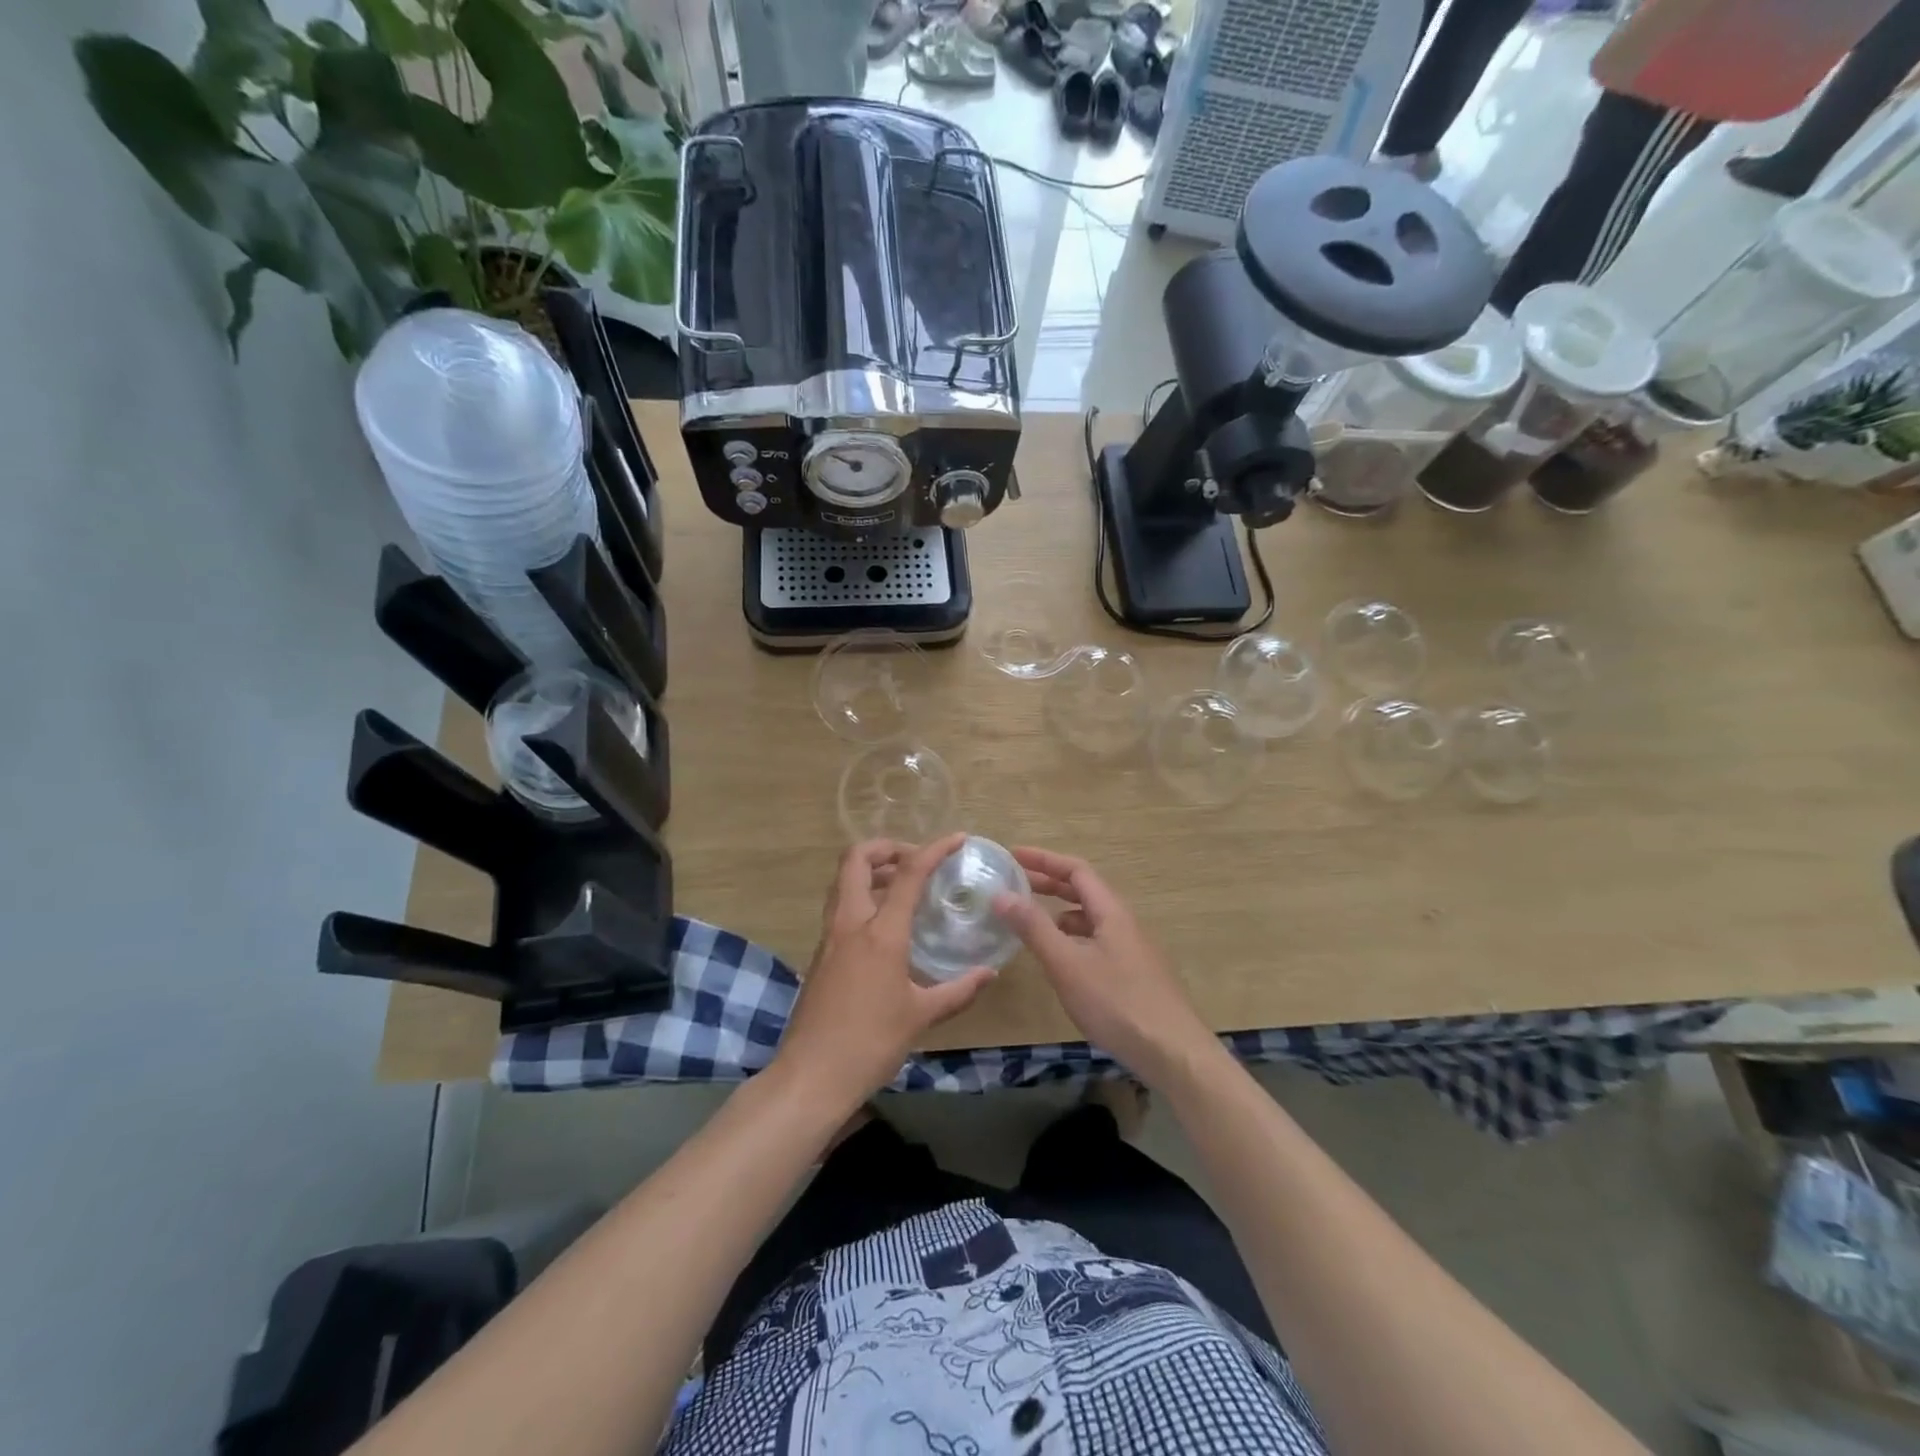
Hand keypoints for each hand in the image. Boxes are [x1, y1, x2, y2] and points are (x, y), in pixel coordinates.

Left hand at [774, 833, 995, 1115]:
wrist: (811, 1076)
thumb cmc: (870, 1043)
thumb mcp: (921, 1016)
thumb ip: (958, 990)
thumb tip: (988, 973)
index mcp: (880, 933)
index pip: (908, 874)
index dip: (934, 849)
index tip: (957, 839)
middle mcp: (850, 923)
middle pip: (856, 860)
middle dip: (886, 847)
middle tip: (915, 859)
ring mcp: (830, 937)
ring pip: (843, 881)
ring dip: (871, 870)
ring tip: (903, 885)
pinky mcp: (820, 954)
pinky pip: (840, 907)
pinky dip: (863, 897)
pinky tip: (885, 924)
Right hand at [994, 847, 1217, 1086]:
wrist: (1173, 1053)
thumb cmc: (1117, 1003)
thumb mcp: (1067, 964)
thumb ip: (1034, 928)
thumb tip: (1001, 894)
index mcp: (1111, 912)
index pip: (1076, 870)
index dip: (1044, 860)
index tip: (1013, 857)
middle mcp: (1124, 923)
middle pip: (1085, 891)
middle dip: (1049, 882)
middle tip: (1014, 883)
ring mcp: (1132, 950)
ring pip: (1091, 918)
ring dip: (1060, 911)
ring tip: (1031, 920)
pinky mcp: (1134, 975)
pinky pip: (1097, 941)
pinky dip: (1072, 937)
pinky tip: (1061, 959)